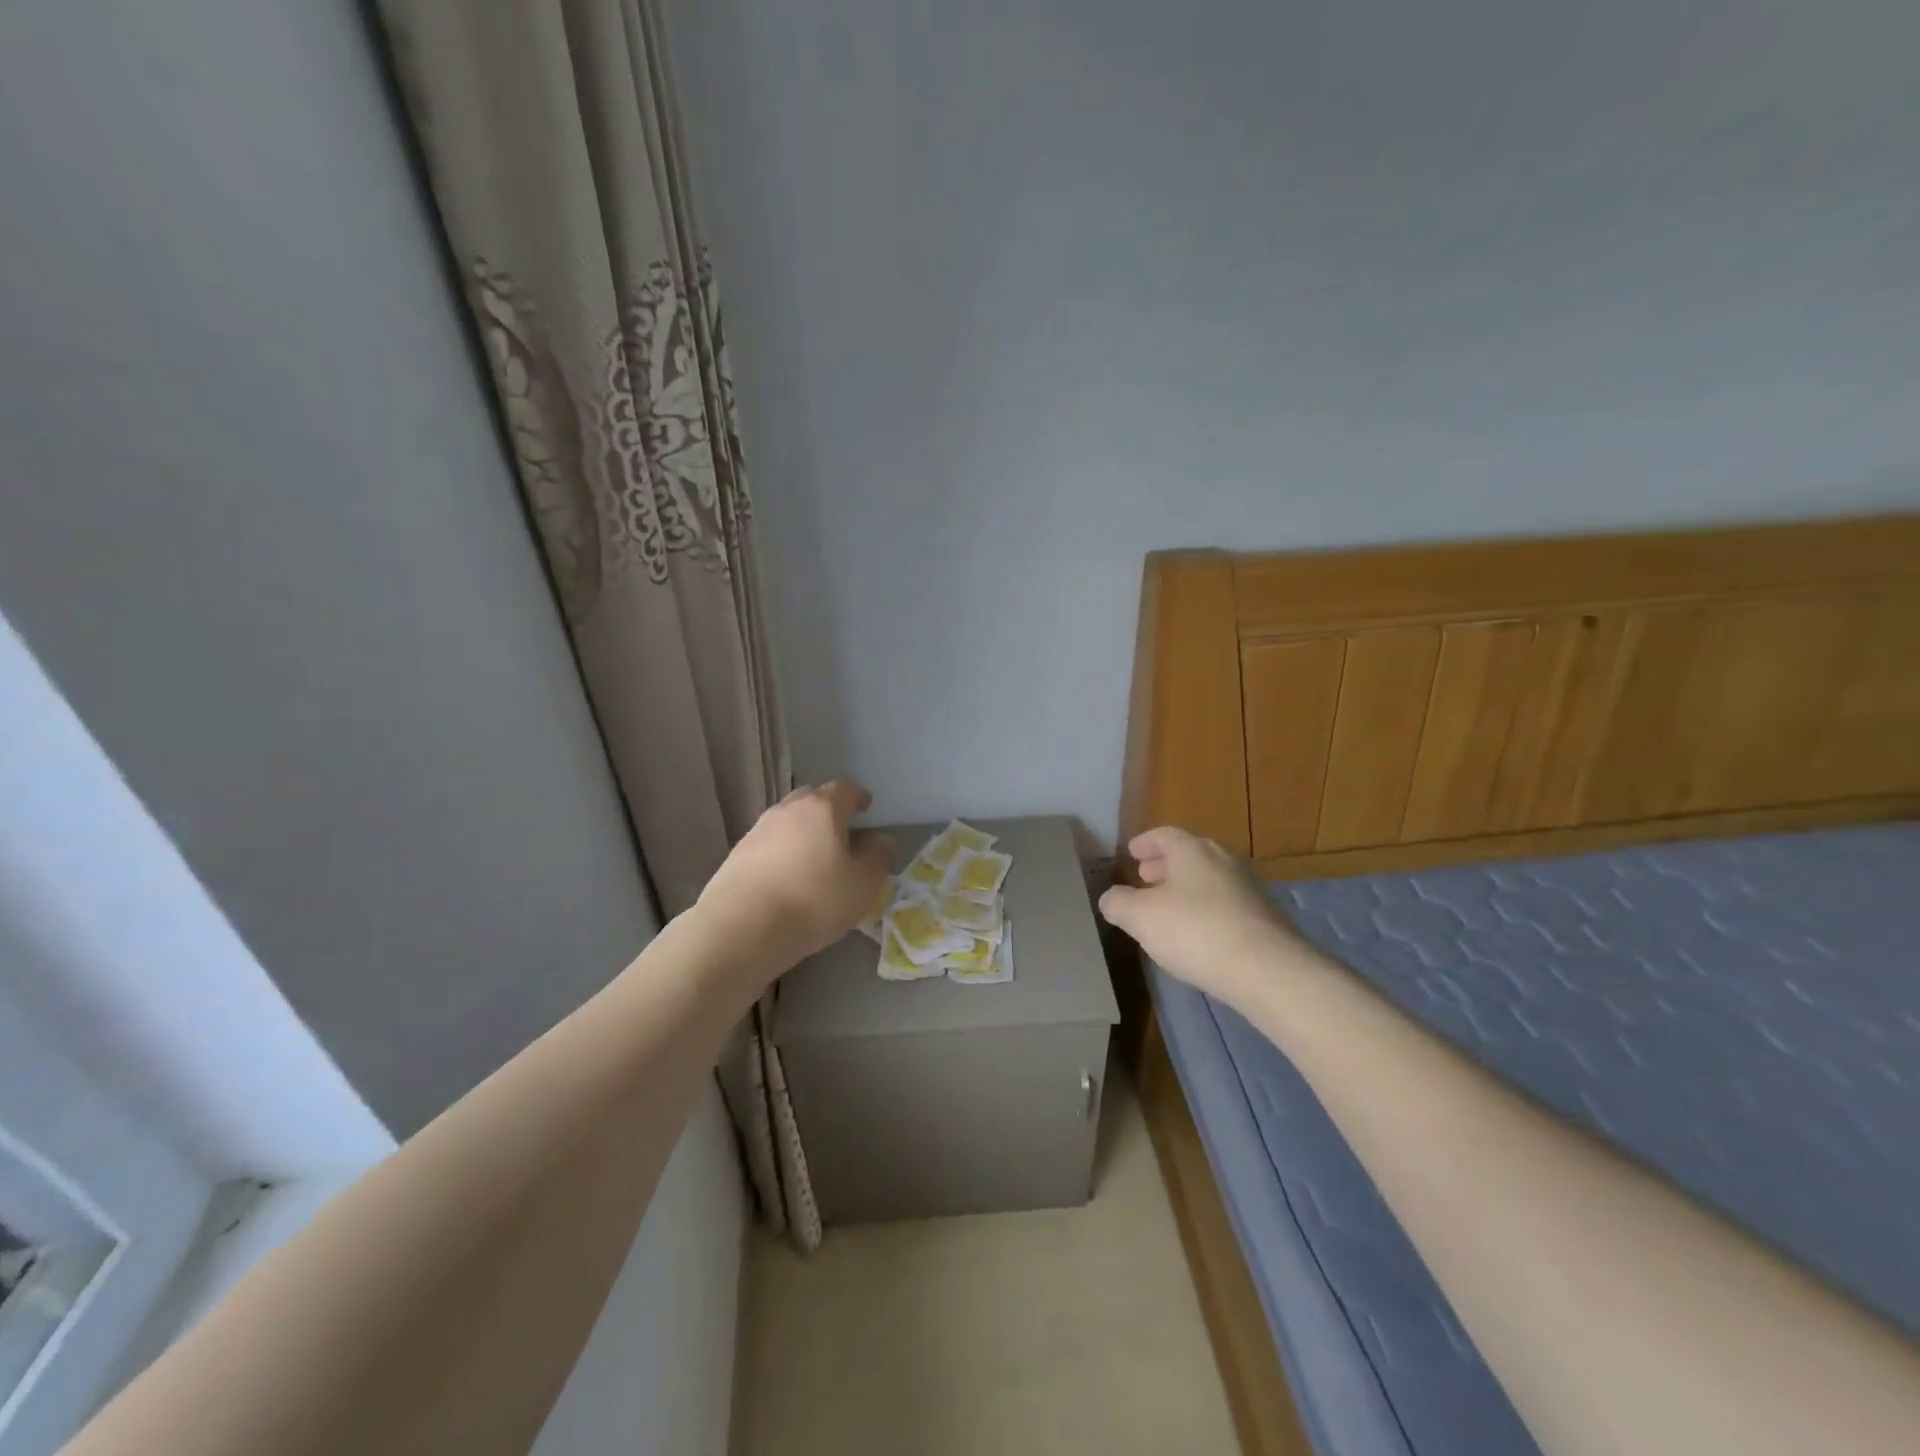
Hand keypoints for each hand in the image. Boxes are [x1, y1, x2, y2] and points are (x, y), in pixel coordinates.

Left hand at [698, 779, 894, 972]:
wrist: (741, 927)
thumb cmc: (813, 900)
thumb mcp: (862, 885)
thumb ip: (878, 858)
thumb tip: (881, 840)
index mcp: (822, 808)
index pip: (844, 788)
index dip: (858, 796)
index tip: (866, 808)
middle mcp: (788, 810)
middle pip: (811, 798)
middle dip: (828, 809)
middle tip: (841, 830)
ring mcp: (758, 830)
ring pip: (787, 820)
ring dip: (802, 830)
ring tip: (813, 856)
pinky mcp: (736, 854)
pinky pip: (768, 843)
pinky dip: (782, 850)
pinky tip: (787, 876)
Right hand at [1098, 827, 1303, 1007]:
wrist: (1267, 970)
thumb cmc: (1196, 931)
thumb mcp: (1141, 918)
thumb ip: (1119, 903)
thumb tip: (1110, 898)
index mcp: (1192, 850)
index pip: (1164, 835)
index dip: (1145, 843)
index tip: (1132, 854)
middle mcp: (1223, 859)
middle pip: (1189, 854)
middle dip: (1164, 865)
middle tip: (1145, 878)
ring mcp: (1248, 887)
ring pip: (1209, 878)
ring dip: (1186, 888)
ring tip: (1168, 908)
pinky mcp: (1264, 917)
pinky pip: (1225, 903)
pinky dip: (1205, 909)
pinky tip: (1197, 933)